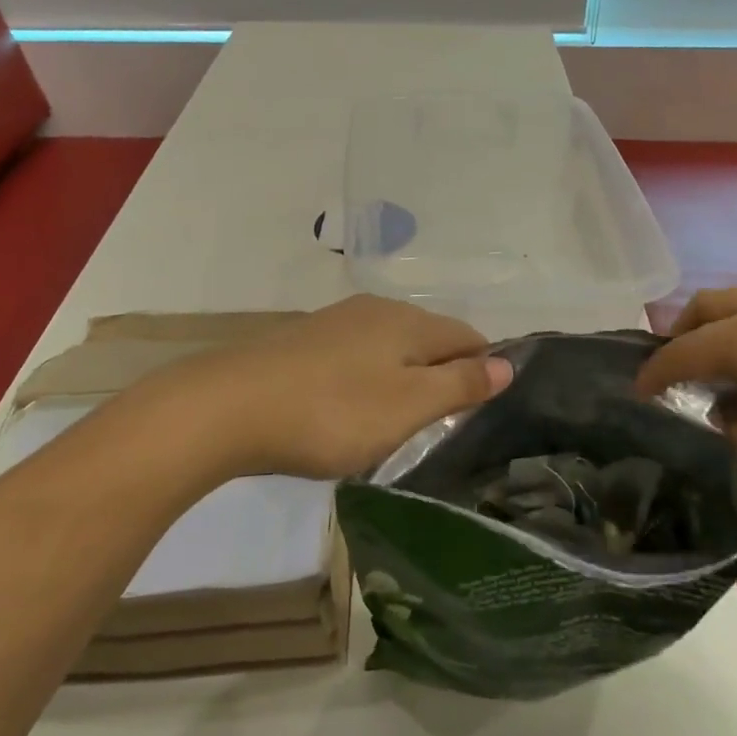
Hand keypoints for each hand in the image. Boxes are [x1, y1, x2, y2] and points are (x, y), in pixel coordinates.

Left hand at [157, 295, 513, 481]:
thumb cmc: (332, 411)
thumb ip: (459, 384)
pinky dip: (367, 380)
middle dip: (442, 374)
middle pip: (428, 338)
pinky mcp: (302, 342)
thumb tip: (507, 363)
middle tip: (440, 424)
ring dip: (403, 378)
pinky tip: (350, 408)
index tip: (480, 411)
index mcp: (406, 321)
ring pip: (389, 347)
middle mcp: (374, 311)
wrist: (229, 407)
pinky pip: (355, 357)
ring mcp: (334, 323)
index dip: (483, 369)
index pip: (466, 336)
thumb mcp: (407, 405)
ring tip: (398, 422)